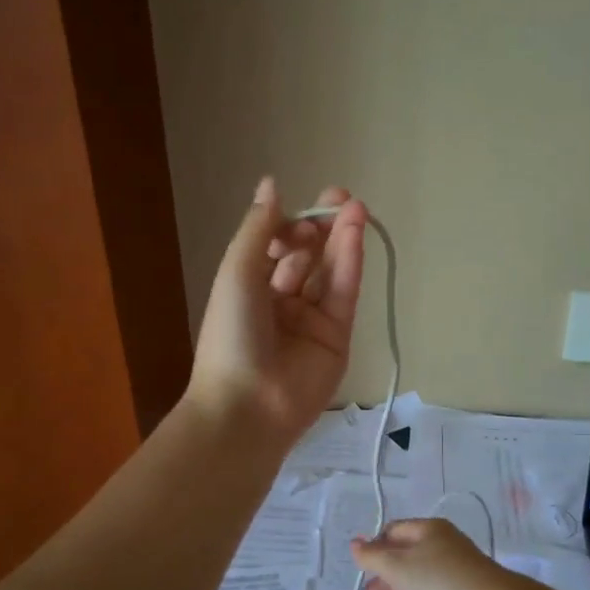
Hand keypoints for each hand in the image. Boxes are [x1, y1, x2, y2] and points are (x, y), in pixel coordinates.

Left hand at [187, 178, 367, 443]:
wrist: (248, 405)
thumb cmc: (232, 334)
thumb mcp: (237, 273)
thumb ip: (259, 229)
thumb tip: (271, 184)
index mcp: (250, 290)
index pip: (277, 249)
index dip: (290, 227)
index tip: (299, 218)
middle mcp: (281, 303)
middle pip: (308, 257)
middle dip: (321, 226)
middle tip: (340, 197)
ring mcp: (311, 322)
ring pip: (330, 272)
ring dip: (341, 239)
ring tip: (355, 206)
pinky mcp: (337, 338)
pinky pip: (344, 294)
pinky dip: (351, 262)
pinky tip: (357, 232)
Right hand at [353, 519, 535, 589]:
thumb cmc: (439, 580)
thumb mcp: (398, 566)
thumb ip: (372, 557)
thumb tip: (354, 543)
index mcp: (429, 533)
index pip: (395, 532)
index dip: (374, 547)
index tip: (359, 568)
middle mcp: (441, 554)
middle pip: (404, 565)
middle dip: (381, 584)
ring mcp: (451, 584)